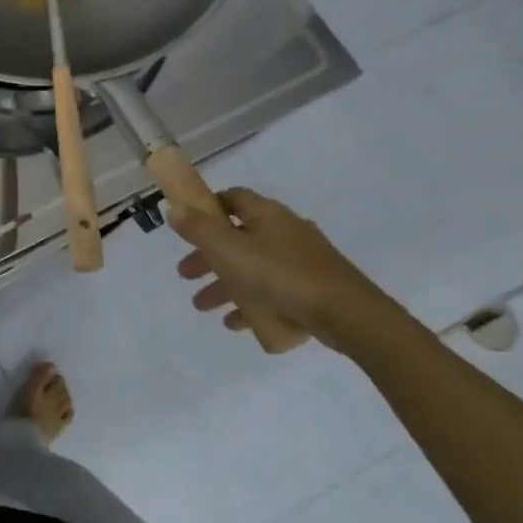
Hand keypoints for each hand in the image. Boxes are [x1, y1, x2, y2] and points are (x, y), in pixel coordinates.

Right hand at [169, 187, 400, 350]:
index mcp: (268, 216)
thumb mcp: (229, 250)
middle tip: (185, 275)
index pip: (233, 199)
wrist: (347, 315)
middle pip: (238, 238)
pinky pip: (273, 292)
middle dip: (207, 257)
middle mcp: (286, 233)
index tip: (185, 225)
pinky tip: (237, 324)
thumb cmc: (280, 275)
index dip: (206, 207)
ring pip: (252, 268)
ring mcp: (302, 262)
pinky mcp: (312, 289)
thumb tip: (175, 208)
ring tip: (204, 307)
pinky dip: (251, 303)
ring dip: (225, 285)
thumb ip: (198, 229)